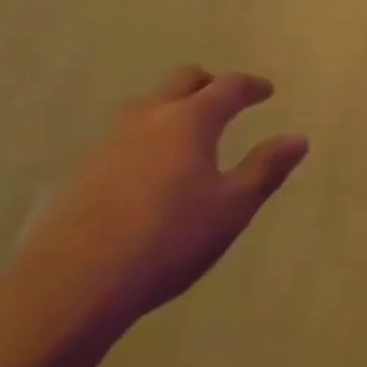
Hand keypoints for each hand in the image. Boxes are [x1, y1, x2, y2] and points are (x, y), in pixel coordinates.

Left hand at [12, 66, 309, 332]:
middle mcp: (147, 119)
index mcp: (189, 121)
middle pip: (181, 81)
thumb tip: (298, 138)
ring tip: (185, 132)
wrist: (69, 286)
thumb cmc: (167, 240)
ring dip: (170, 108)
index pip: (227, 87)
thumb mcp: (232, 208)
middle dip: (208, 84)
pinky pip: (119, 138)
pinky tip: (145, 171)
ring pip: (145, 106)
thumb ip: (266, 169)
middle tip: (225, 99)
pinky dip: (143, 139)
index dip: (250, 86)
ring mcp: (106, 143)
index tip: (266, 91)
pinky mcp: (78, 173)